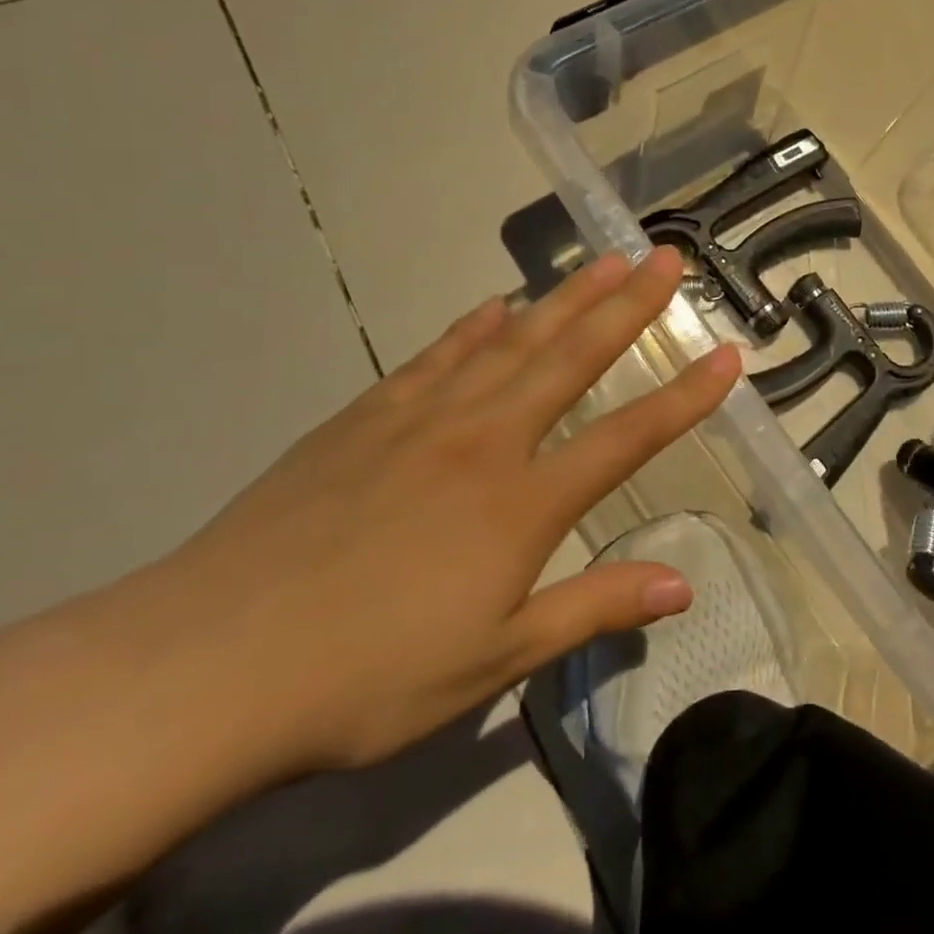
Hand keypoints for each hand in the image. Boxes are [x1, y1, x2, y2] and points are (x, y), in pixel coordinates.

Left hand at [122, 247, 740, 776]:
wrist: (206, 663)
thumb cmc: (367, 675)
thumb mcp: (494, 660)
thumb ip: (594, 609)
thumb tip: (683, 585)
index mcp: (523, 501)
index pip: (629, 436)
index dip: (686, 396)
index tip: (727, 355)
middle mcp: (485, 440)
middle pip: (573, 357)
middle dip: (629, 306)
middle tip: (667, 258)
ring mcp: (421, 419)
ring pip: (510, 340)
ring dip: (564, 297)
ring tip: (603, 260)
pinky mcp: (365, 417)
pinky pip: (436, 356)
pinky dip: (473, 327)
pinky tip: (494, 306)